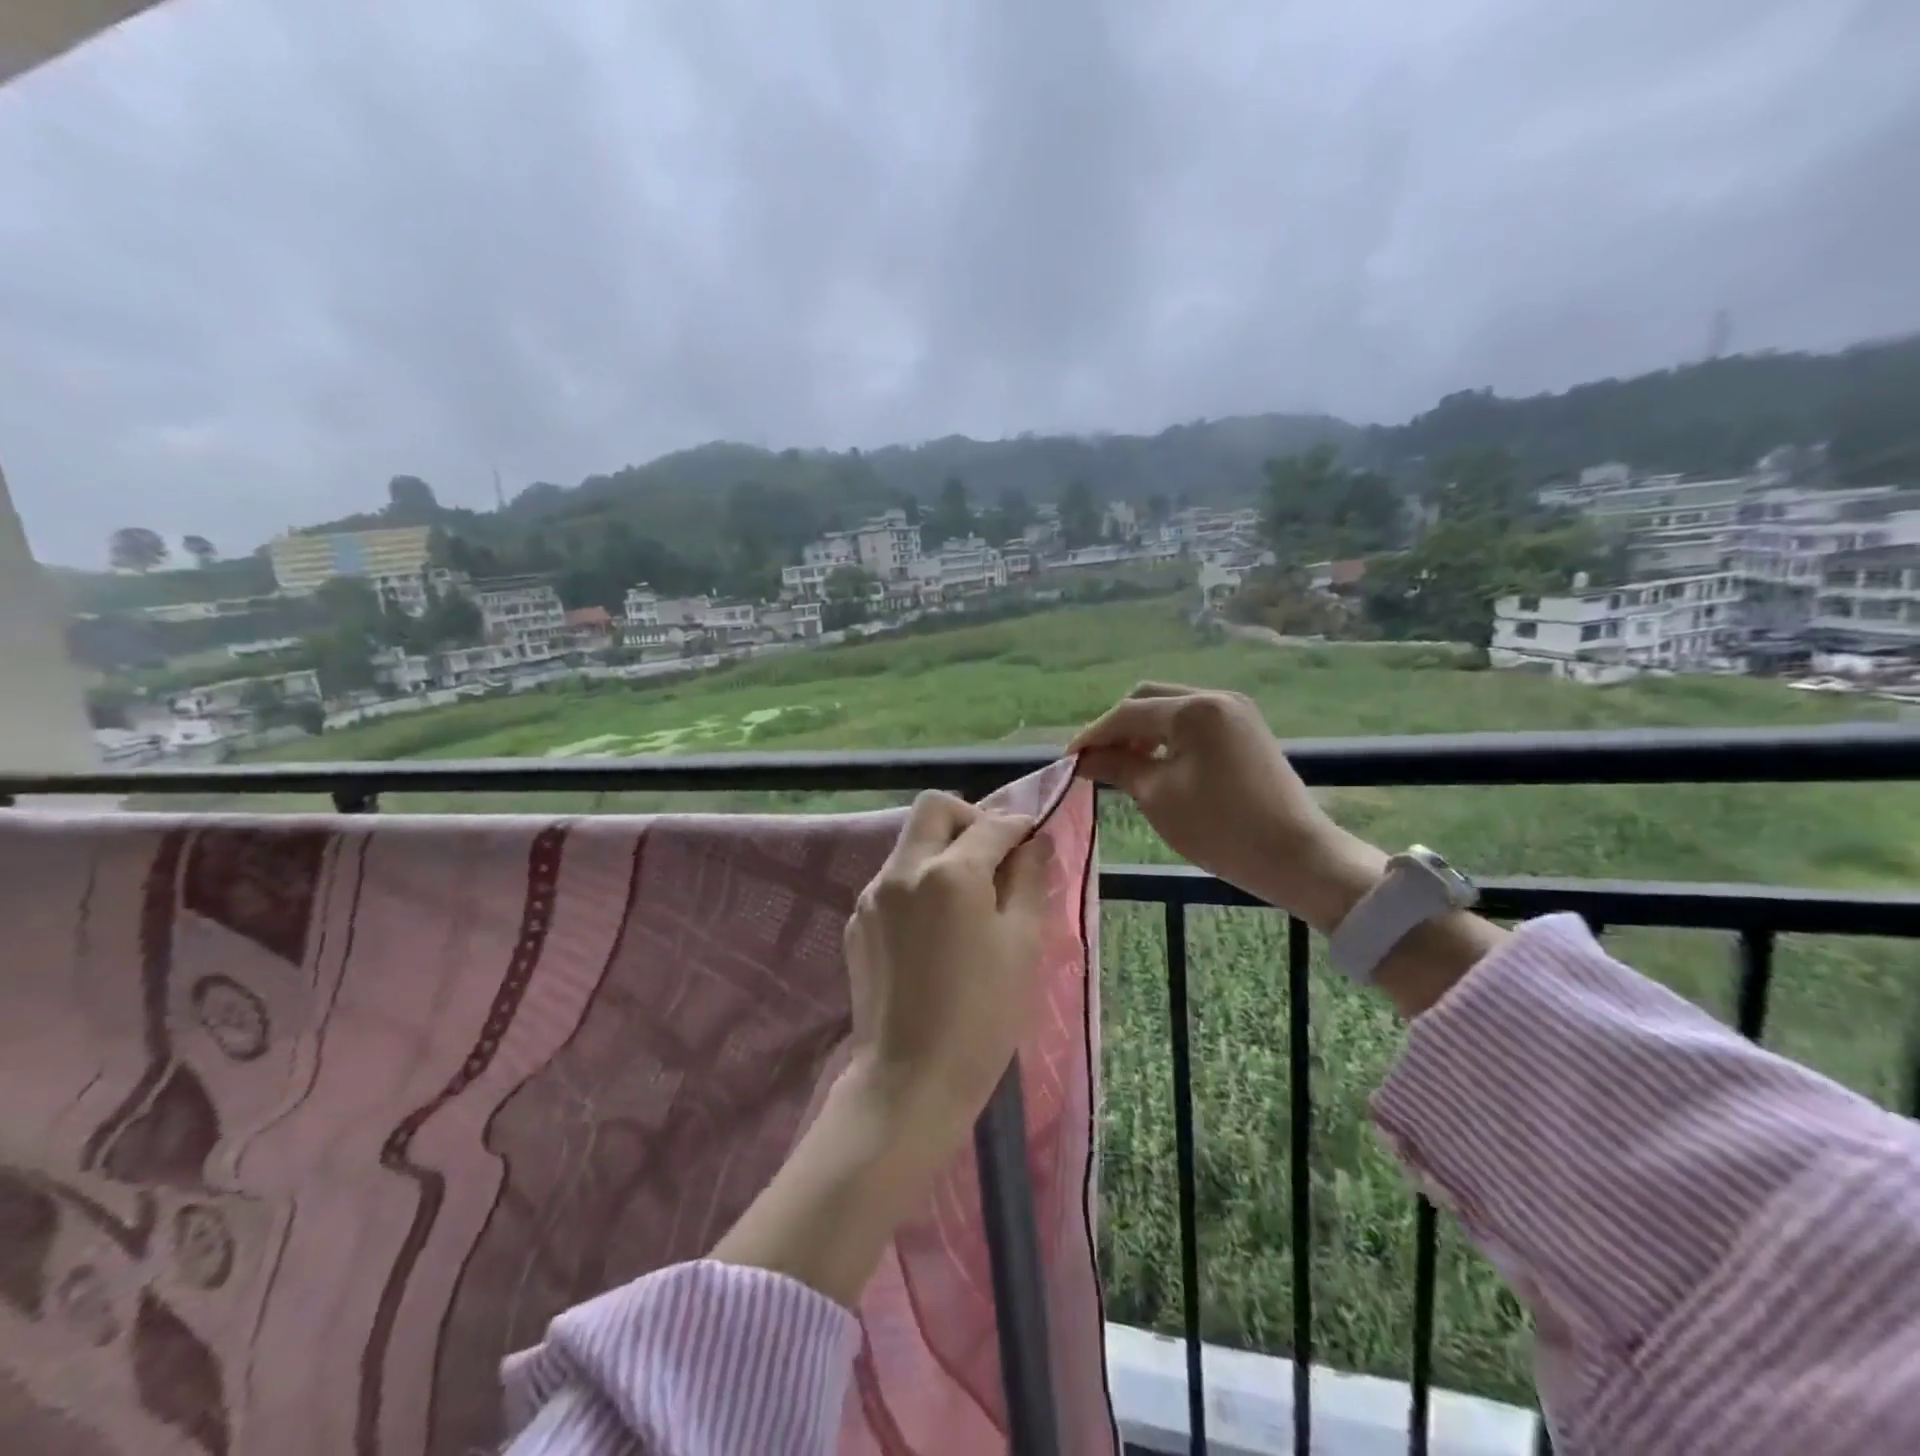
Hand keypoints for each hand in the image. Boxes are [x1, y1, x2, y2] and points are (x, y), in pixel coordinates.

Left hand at [844, 790, 1053, 1133]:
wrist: (910, 1080)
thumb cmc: (982, 1015)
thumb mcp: (1022, 945)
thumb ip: (1029, 881)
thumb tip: (1035, 842)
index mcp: (949, 873)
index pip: (989, 824)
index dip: (1018, 825)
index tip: (1033, 839)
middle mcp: (903, 870)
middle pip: (934, 809)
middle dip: (969, 818)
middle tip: (995, 854)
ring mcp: (872, 895)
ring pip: (910, 843)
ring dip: (942, 850)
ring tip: (968, 896)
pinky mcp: (857, 922)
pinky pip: (893, 880)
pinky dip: (919, 883)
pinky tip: (936, 927)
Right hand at [1070, 682, 1385, 931]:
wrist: (1297, 856)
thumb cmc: (1222, 828)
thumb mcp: (1159, 797)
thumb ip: (1118, 766)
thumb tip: (1083, 759)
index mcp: (1194, 710)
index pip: (1128, 713)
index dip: (1093, 736)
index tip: (1069, 761)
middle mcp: (1216, 697)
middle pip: (1149, 699)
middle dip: (1117, 727)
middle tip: (1096, 761)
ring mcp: (1235, 711)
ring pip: (1171, 708)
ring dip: (1142, 731)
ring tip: (1123, 766)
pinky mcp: (1245, 730)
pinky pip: (1193, 722)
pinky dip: (1167, 737)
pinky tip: (1156, 764)